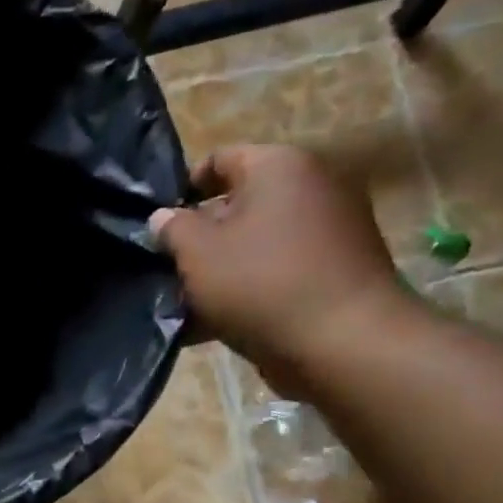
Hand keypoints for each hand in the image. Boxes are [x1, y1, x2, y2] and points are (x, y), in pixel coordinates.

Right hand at [151, 144, 412, 388]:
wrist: (343, 343)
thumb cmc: (261, 284)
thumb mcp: (197, 254)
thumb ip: (173, 229)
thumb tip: (163, 217)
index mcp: (279, 166)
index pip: (219, 160)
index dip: (183, 190)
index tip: (159, 227)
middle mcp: (312, 187)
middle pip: (238, 205)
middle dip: (201, 238)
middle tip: (168, 270)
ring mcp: (331, 230)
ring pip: (256, 244)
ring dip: (221, 269)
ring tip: (189, 304)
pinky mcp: (336, 271)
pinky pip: (278, 272)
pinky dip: (250, 291)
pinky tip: (217, 325)